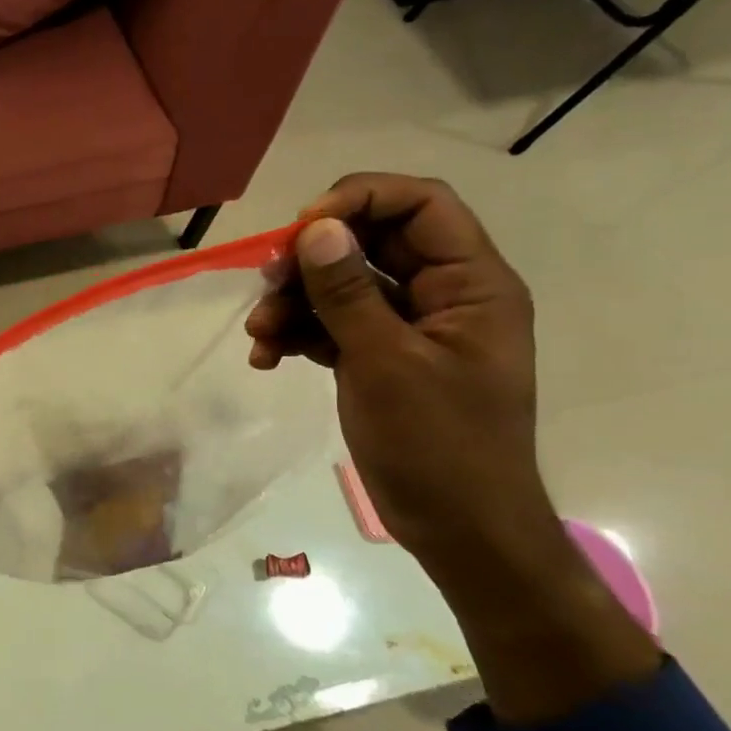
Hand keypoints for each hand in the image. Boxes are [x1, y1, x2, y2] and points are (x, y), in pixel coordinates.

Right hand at [248, 174, 660, 723]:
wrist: (460, 530)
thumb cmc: (439, 446)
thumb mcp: (386, 363)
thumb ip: (348, 292)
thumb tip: (314, 228)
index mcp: (470, 283)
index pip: (421, 204)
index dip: (360, 199)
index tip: (303, 229)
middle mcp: (442, 293)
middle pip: (371, 241)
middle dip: (312, 258)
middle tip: (268, 281)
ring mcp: (408, 326)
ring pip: (342, 284)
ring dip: (294, 301)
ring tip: (259, 335)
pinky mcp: (380, 356)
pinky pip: (332, 323)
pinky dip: (297, 333)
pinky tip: (266, 358)